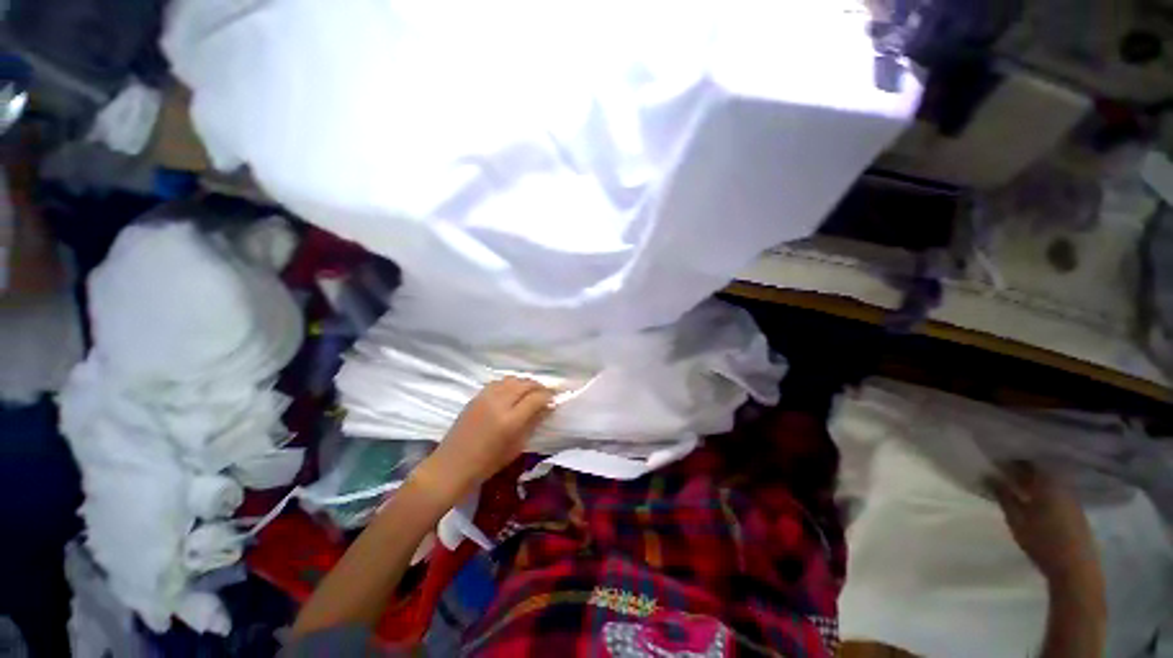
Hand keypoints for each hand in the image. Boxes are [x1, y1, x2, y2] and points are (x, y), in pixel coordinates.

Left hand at [413, 377, 553, 504]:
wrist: (452, 465)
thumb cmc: (487, 463)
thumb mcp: (516, 447)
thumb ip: (533, 424)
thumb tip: (547, 408)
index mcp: (510, 420)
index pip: (536, 398)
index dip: (548, 396)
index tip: (554, 399)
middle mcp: (499, 403)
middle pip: (525, 384)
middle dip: (539, 386)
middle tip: (545, 394)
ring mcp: (486, 397)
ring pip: (512, 379)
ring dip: (525, 383)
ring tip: (530, 391)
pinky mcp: (476, 396)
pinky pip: (499, 382)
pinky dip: (510, 383)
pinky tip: (513, 392)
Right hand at [987, 462, 1102, 590]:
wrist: (1075, 568)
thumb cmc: (1043, 542)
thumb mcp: (1017, 521)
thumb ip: (1004, 497)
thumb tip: (989, 476)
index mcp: (1047, 483)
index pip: (1028, 462)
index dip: (1011, 458)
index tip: (995, 459)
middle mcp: (1061, 485)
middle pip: (1040, 470)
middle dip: (1020, 469)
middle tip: (1000, 470)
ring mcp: (1070, 497)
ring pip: (1047, 481)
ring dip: (1031, 480)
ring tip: (1012, 483)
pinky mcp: (1074, 509)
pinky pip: (1054, 490)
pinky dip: (1041, 490)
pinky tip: (1031, 497)